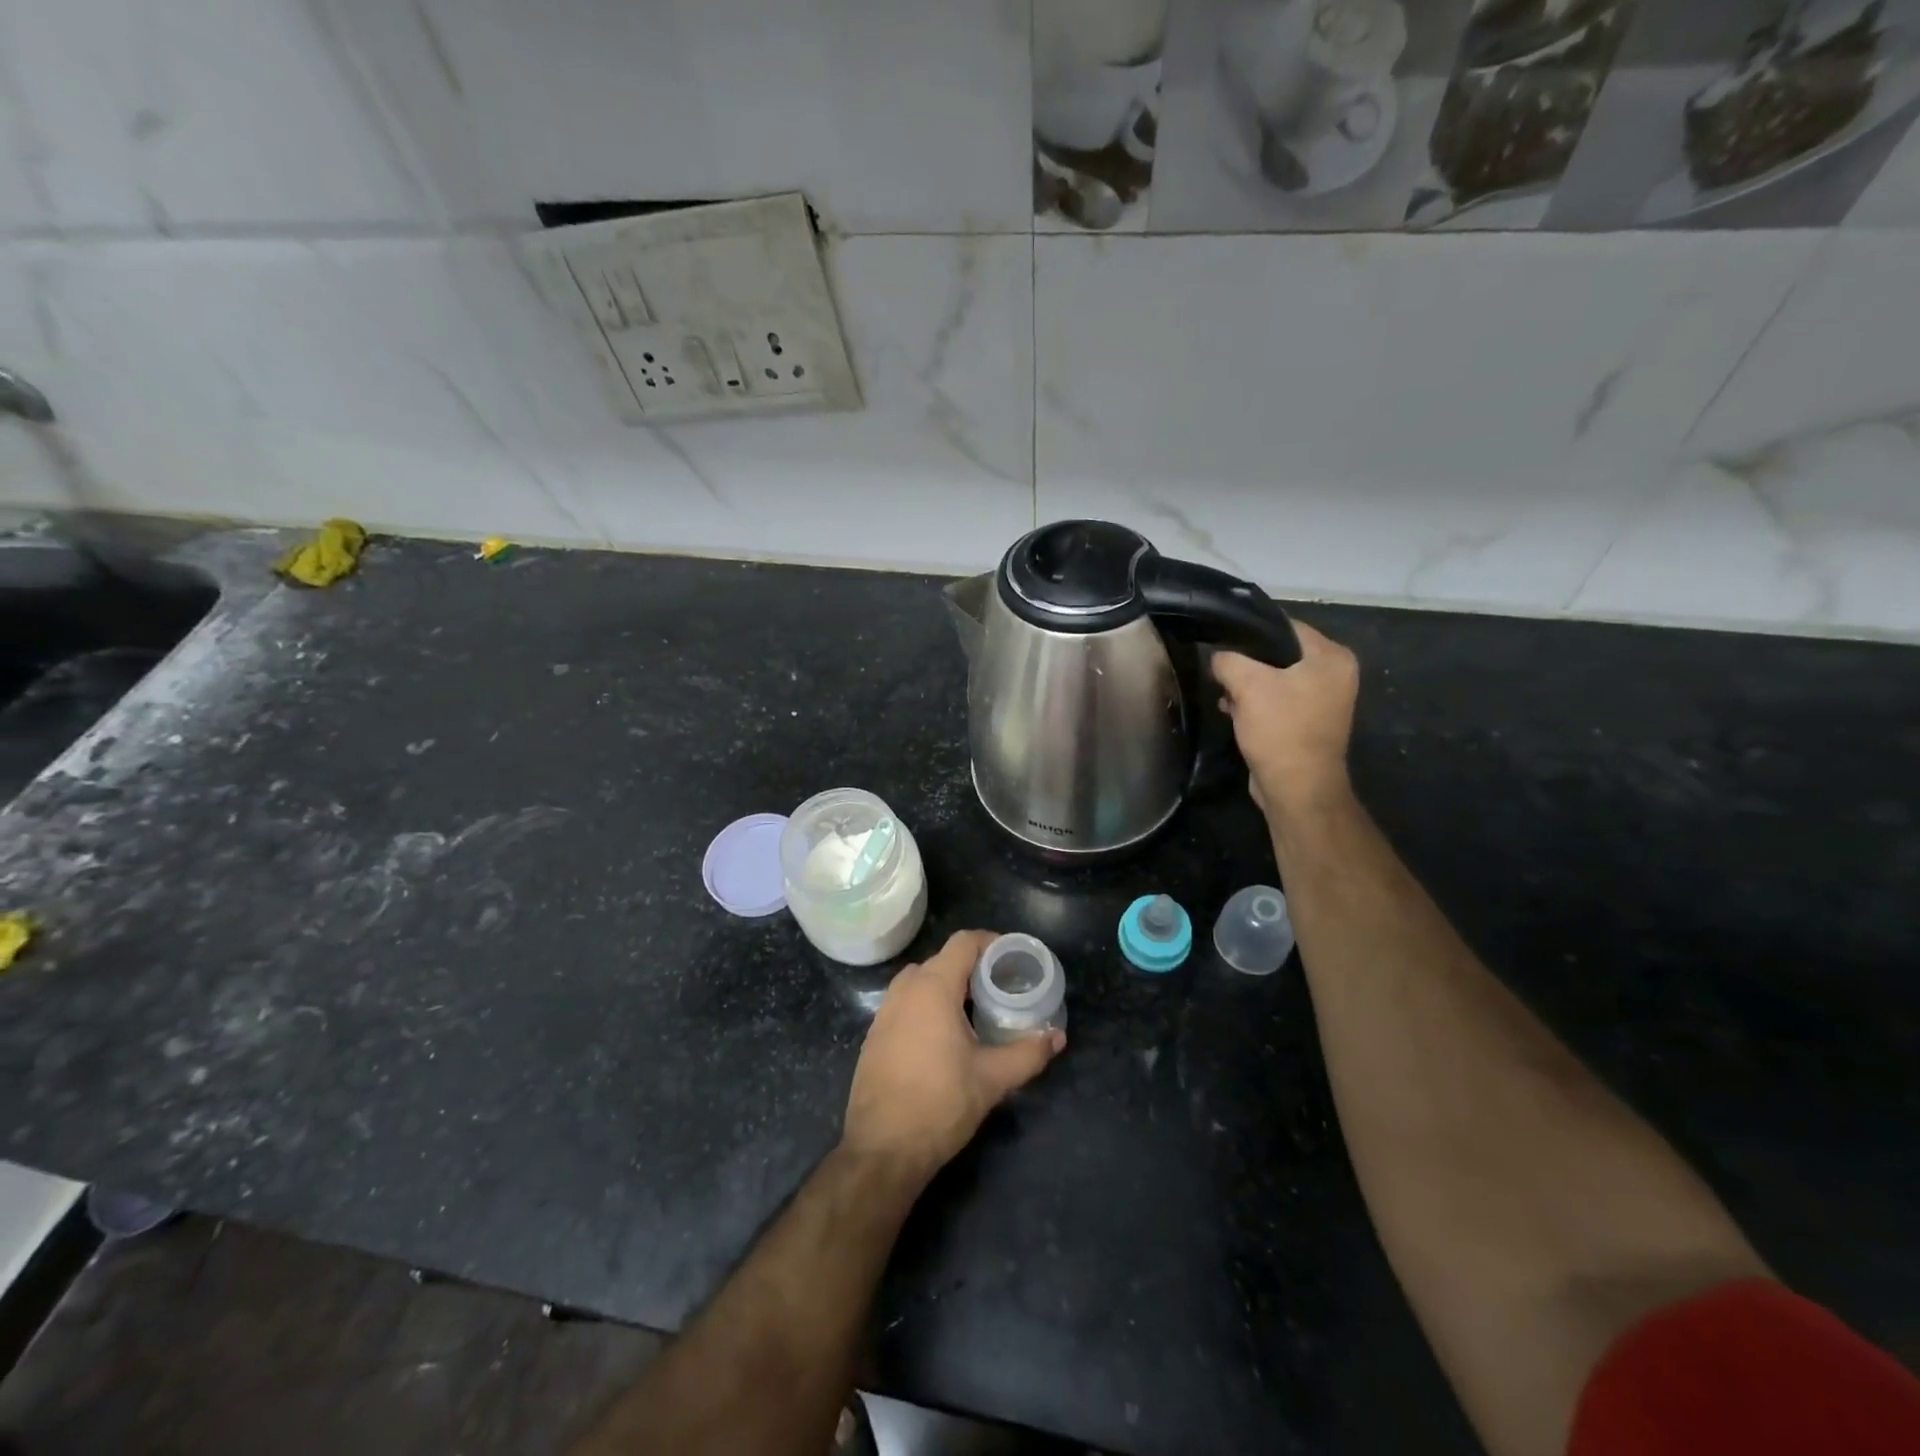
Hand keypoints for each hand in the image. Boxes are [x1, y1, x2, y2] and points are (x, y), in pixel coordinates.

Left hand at [841, 930, 1064, 1182]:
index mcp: (933, 988)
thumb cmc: (940, 1103)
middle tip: (1001, 988)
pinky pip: (906, 1003)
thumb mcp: (992, 1078)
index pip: (963, 942)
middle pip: (942, 960)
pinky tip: (945, 1037)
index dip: (991, 942)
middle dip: (972, 967)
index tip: (1013, 958)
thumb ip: (1028, 1053)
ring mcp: (884, 1012)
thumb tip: (1057, 1037)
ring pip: (921, 981)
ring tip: (976, 1010)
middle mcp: (905, 990)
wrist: (882, 1149)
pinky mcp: (874, 1035)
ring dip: (948, 986)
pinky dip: (927, 1005)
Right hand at [1213, 619, 1358, 822]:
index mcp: (1332, 657)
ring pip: (1275, 678)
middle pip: (1279, 653)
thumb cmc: (1280, 729)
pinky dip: (1255, 703)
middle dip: (1246, 662)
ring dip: (1247, 686)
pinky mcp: (1307, 722)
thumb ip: (1228, 660)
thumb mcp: (1247, 685)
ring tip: (1222, 692)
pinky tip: (1231, 710)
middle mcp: (1334, 674)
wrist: (1296, 788)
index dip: (1251, 630)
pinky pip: (1277, 701)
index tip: (1221, 637)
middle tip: (1219, 668)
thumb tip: (1217, 657)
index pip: (1285, 626)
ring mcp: (1323, 700)